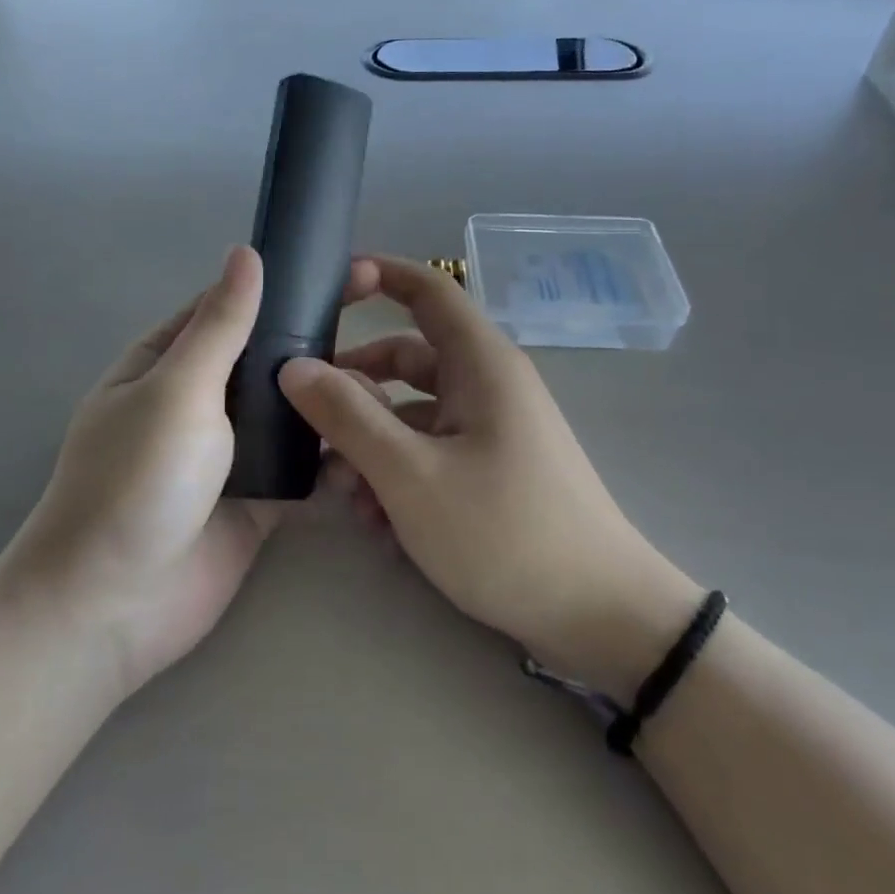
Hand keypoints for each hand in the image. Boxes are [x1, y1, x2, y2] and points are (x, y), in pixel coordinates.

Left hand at [0, 246, 380, 697]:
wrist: (113, 609)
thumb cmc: (136, 481)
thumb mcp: (177, 390)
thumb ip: (220, 326)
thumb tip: (246, 252)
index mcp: (168, 362)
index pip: (232, 307)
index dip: (284, 286)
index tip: (348, 273)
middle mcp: (200, 400)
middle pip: (268, 360)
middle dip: (319, 345)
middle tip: (388, 331)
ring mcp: (230, 453)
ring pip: (291, 412)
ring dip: (332, 401)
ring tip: (392, 389)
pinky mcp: (259, 499)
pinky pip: (303, 467)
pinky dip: (334, 456)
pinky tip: (378, 443)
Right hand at [279, 257, 700, 698]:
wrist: (601, 619)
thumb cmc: (505, 532)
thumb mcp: (411, 475)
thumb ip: (348, 417)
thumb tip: (294, 367)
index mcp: (480, 364)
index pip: (428, 290)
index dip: (380, 274)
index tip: (328, 284)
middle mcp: (486, 385)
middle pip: (406, 360)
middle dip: (354, 388)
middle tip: (306, 417)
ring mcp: (490, 429)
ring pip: (412, 414)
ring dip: (371, 444)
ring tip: (343, 494)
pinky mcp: (491, 470)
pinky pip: (431, 452)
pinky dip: (399, 474)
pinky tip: (379, 525)